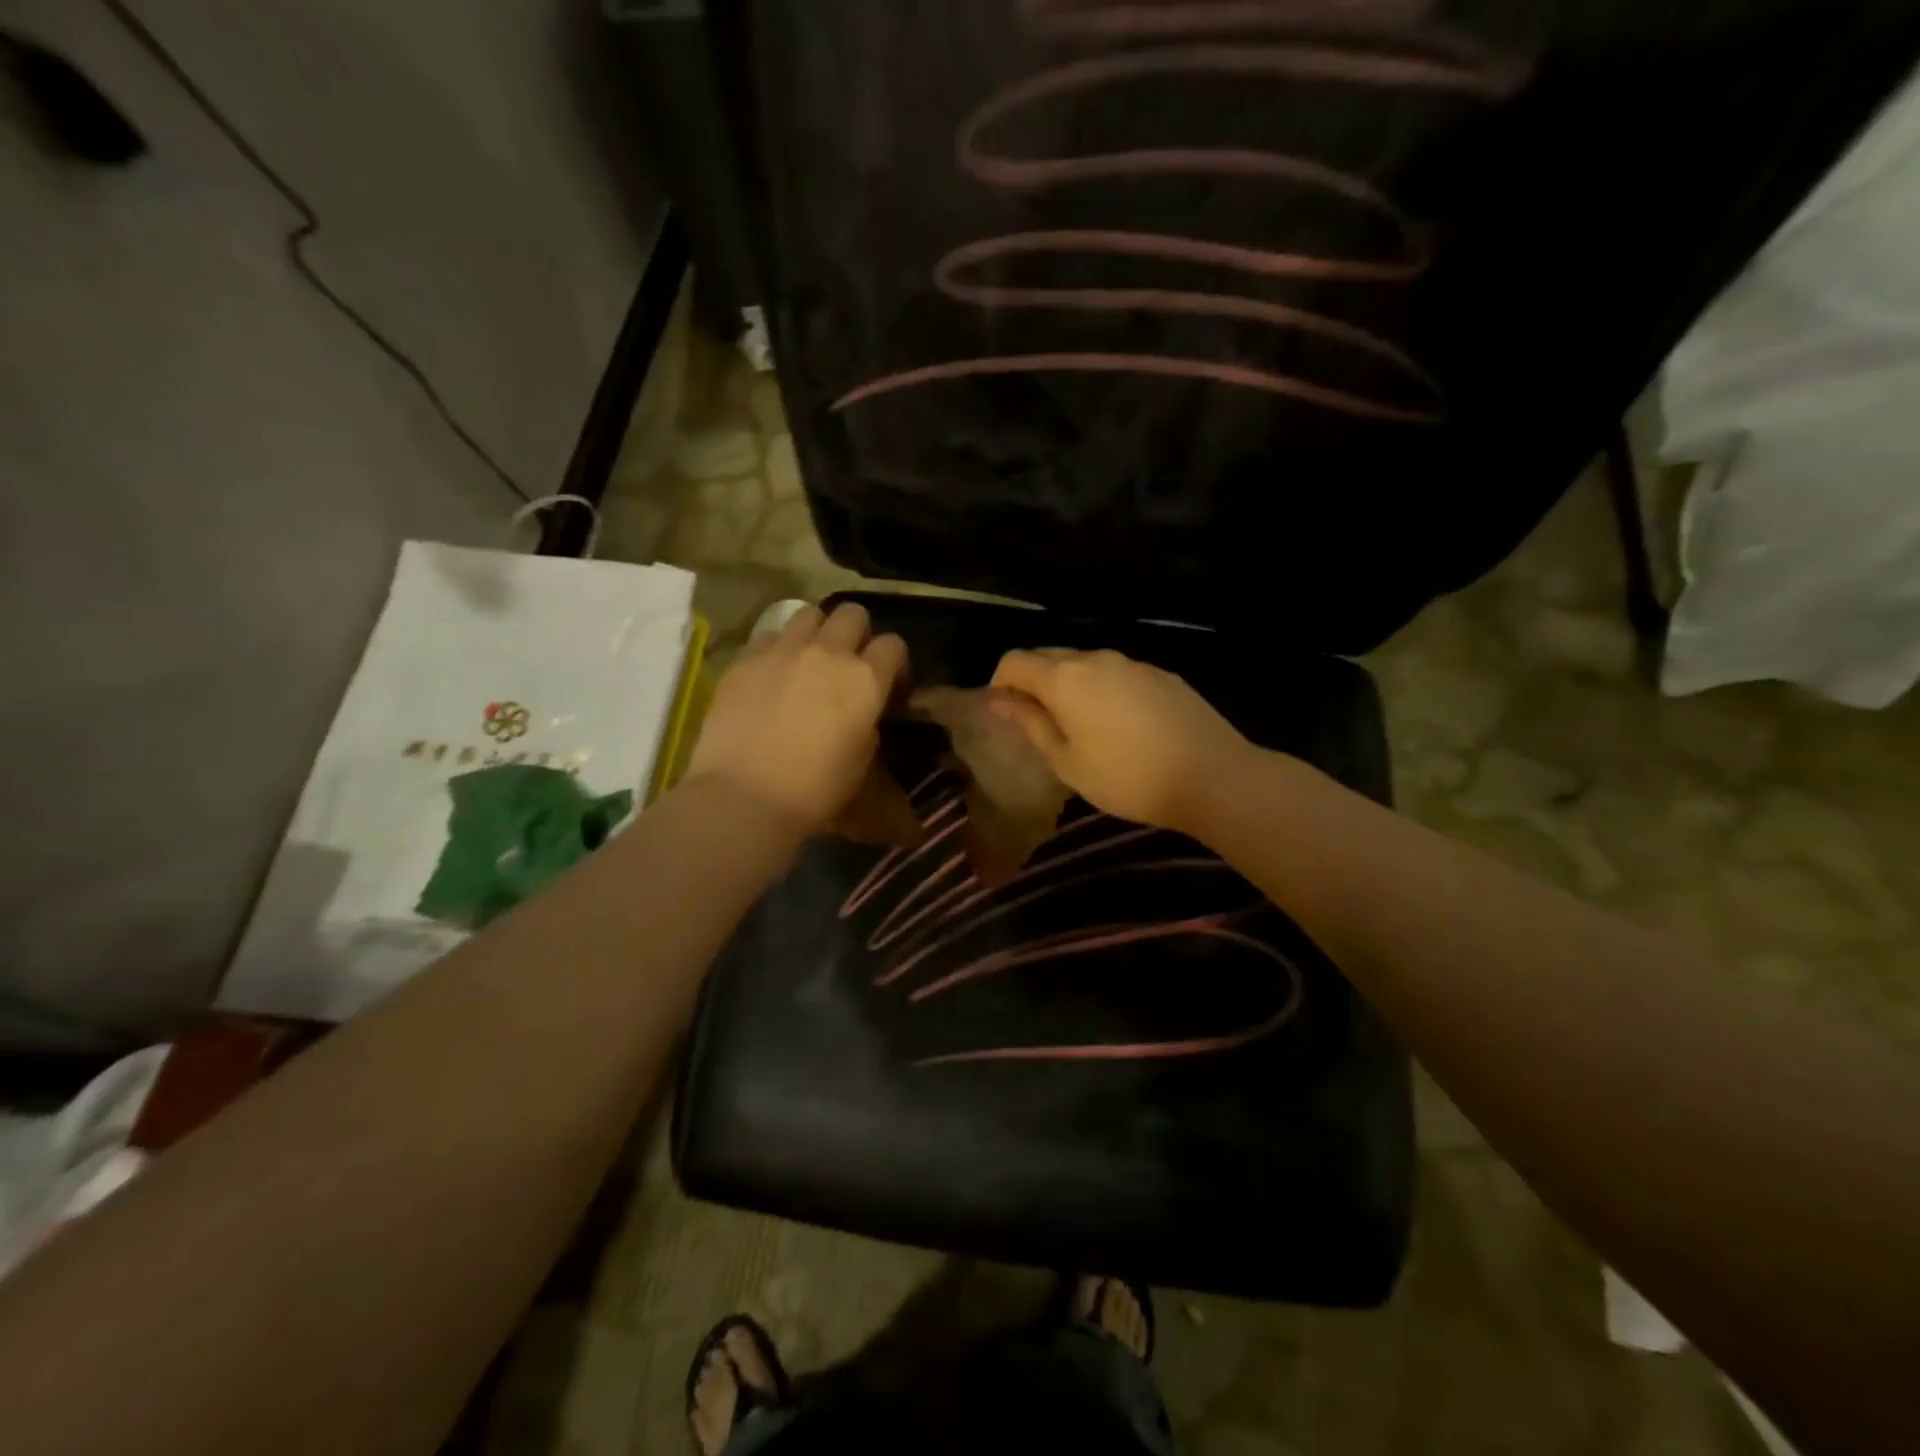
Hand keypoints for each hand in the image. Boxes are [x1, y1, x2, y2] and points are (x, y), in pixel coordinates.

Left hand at [686, 602, 906, 830]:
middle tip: (847, 662)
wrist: (745, 796)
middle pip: (852, 613)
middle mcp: (828, 652)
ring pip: (808, 614)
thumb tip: (860, 710)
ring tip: (807, 661)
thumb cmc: (815, 790)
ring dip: (815, 633)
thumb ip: (867, 721)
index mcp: (865, 679)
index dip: (894, 661)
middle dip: (856, 632)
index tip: (888, 682)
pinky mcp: (745, 658)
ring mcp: (782, 650)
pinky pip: (769, 636)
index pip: (893, 644)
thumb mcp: (862, 759)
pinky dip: (777, 649)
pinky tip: (771, 675)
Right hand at [989, 648, 1253, 833]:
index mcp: (1064, 678)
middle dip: (1033, 682)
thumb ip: (1030, 725)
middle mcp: (1095, 658)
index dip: (1000, 683)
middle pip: (1048, 656)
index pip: (1014, 661)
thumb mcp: (1067, 762)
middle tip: (1039, 724)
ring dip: (1069, 686)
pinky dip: (1103, 690)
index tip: (1005, 714)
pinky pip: (1117, 674)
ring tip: (1081, 727)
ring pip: (1085, 664)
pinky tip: (1121, 726)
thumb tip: (999, 702)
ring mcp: (1131, 662)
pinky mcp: (1160, 673)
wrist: (1212, 775)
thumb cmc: (1127, 777)